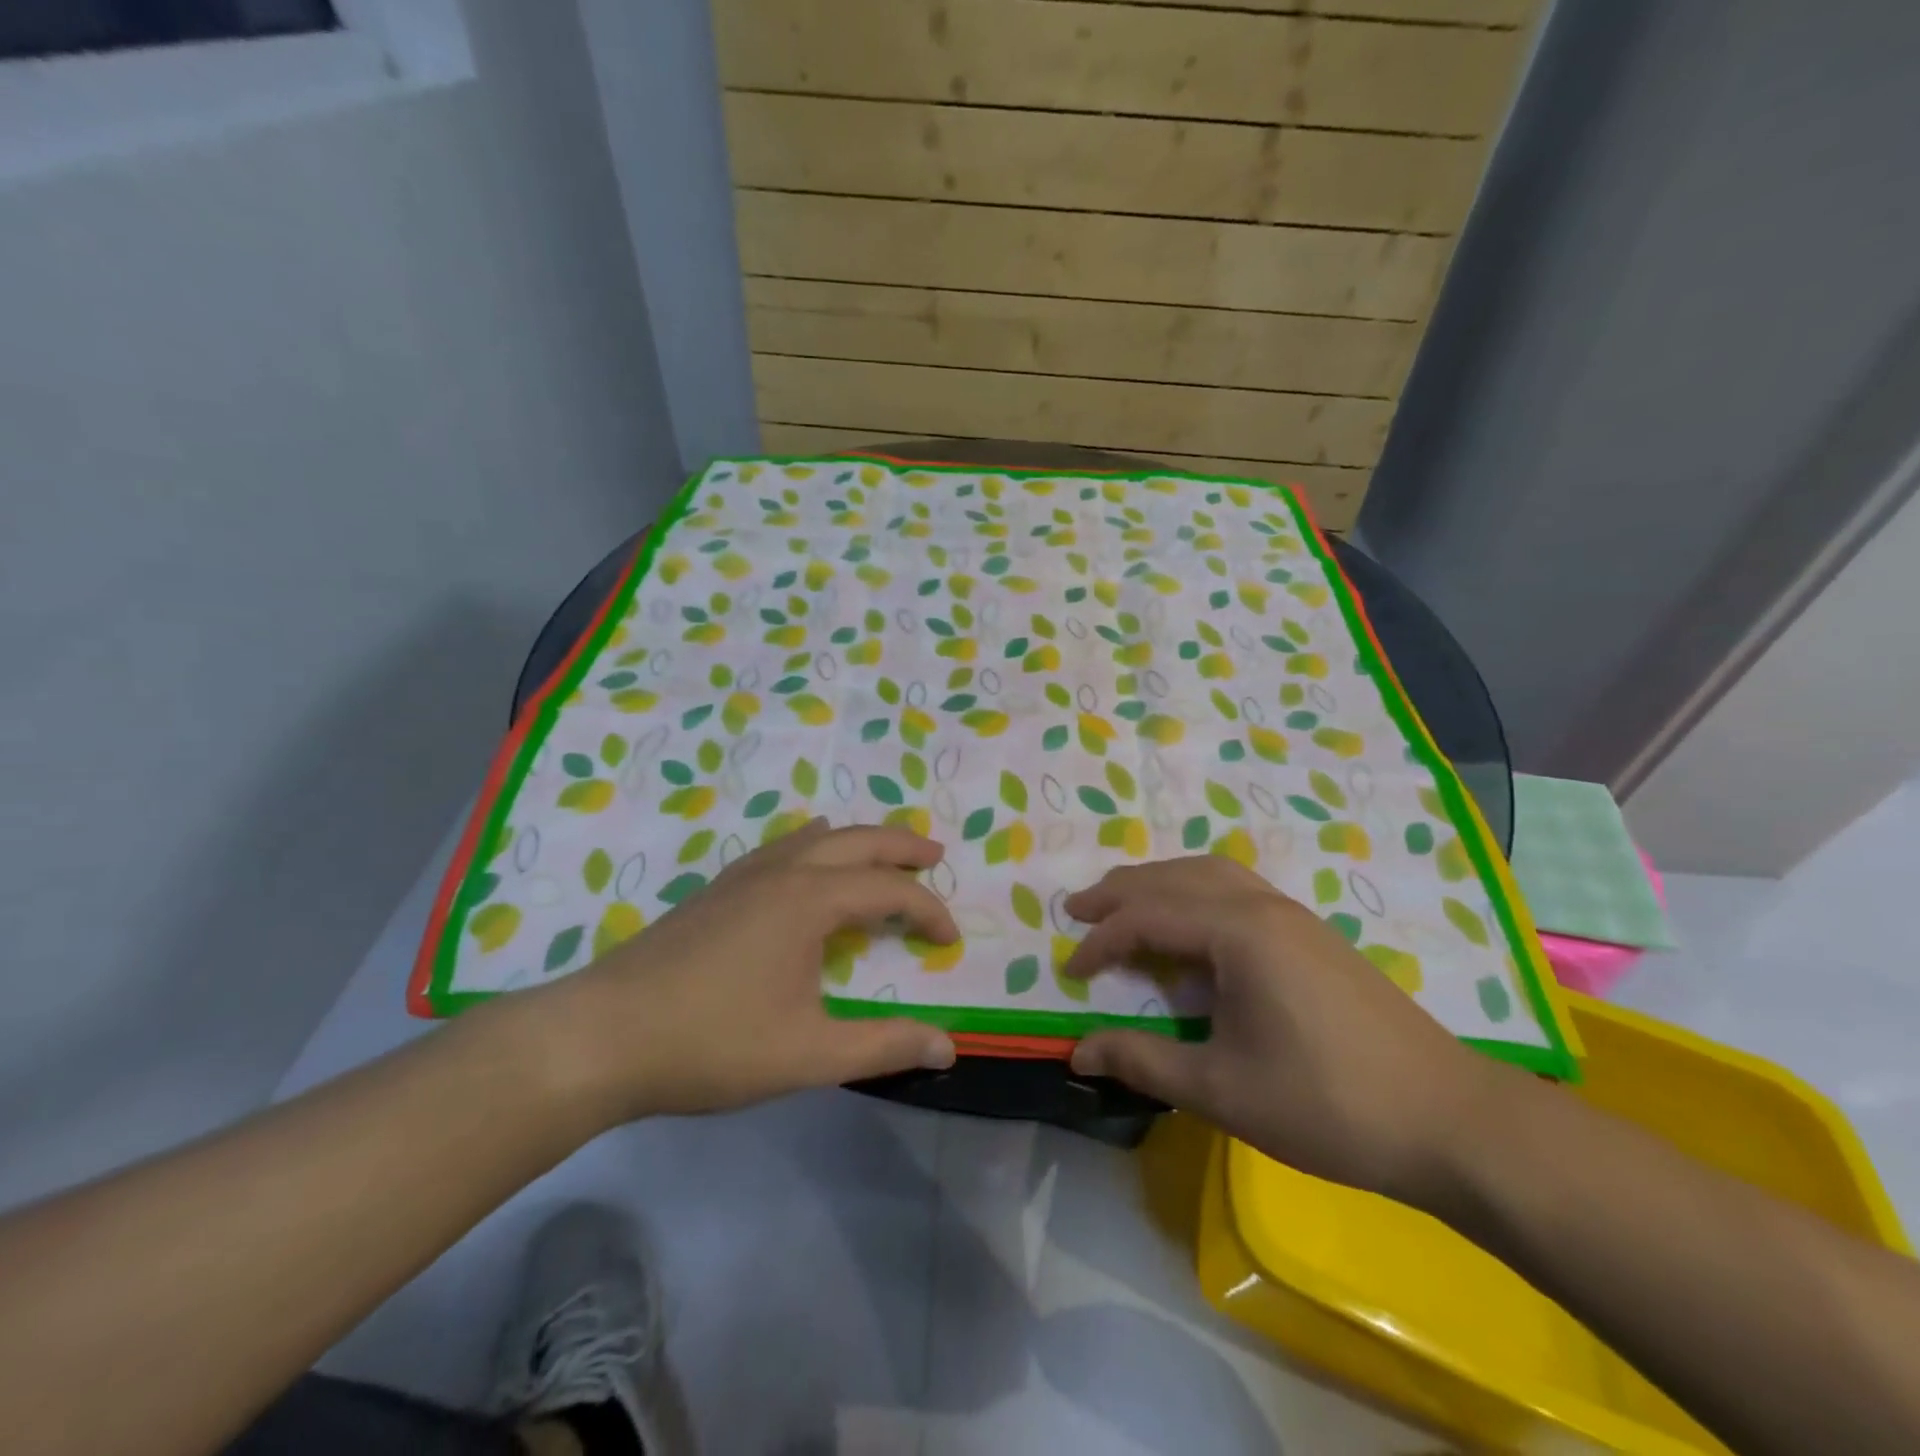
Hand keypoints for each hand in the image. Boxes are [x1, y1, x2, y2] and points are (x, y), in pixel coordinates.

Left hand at [536, 820, 958, 1123]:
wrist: (601, 1036)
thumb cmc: (711, 1042)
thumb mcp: (808, 1054)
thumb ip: (882, 1046)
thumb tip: (948, 1047)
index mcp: (808, 900)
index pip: (888, 891)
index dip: (927, 910)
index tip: (949, 940)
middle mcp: (780, 873)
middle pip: (855, 840)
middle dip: (900, 846)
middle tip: (935, 854)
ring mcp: (741, 877)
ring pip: (812, 837)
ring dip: (855, 841)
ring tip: (878, 854)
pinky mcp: (714, 891)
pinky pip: (780, 850)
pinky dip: (812, 848)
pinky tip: (803, 868)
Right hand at [1062, 856, 1506, 1205]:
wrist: (1450, 1120)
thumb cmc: (1328, 1105)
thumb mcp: (1222, 1089)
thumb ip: (1143, 1061)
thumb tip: (1077, 1051)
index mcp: (1238, 932)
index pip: (1148, 918)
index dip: (1101, 942)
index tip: (1070, 973)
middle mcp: (1262, 905)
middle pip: (1174, 878)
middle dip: (1120, 892)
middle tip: (1077, 910)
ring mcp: (1293, 914)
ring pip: (1208, 872)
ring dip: (1159, 883)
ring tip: (1125, 905)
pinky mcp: (1311, 932)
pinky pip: (1235, 887)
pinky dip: (1194, 891)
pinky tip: (1192, 922)